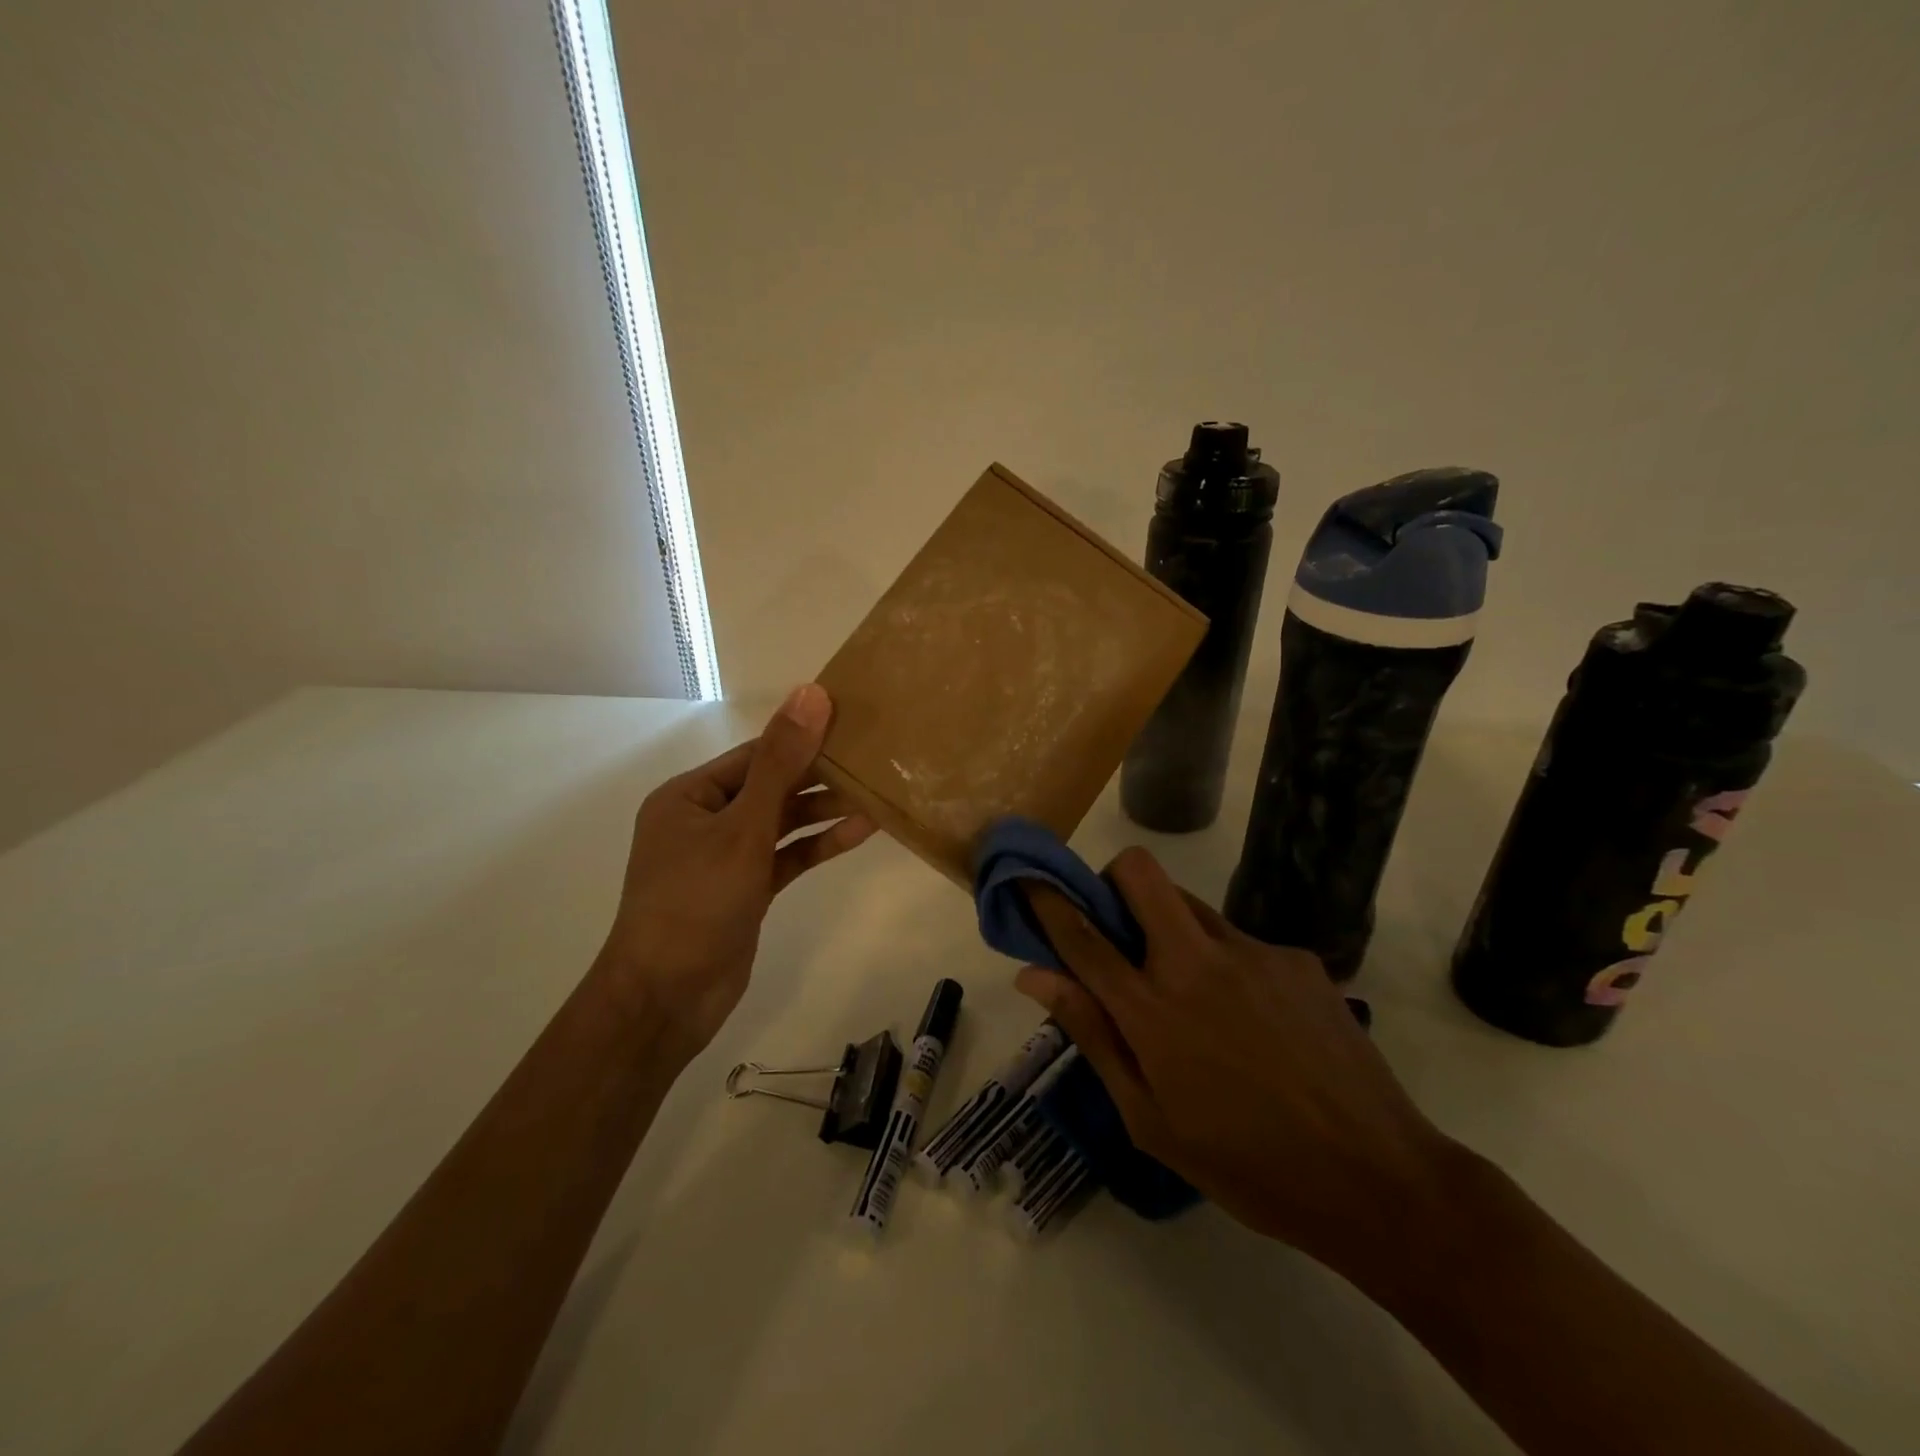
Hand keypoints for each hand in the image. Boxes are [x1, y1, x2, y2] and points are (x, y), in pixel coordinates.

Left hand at [597, 684, 874, 1064]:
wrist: (667, 999)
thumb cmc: (696, 902)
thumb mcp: (743, 827)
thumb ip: (781, 763)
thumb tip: (811, 694)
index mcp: (689, 796)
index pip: (756, 755)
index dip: (803, 738)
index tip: (851, 724)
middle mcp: (705, 820)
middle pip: (771, 787)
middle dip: (819, 777)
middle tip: (872, 760)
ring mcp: (726, 857)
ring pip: (782, 822)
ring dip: (824, 811)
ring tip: (875, 794)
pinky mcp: (746, 889)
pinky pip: (786, 856)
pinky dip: (817, 845)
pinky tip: (860, 832)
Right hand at [1015, 848, 1460, 1275]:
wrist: (1377, 1179)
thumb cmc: (1245, 1164)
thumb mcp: (1149, 1118)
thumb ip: (1092, 1035)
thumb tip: (1034, 976)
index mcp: (1152, 1009)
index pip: (1081, 934)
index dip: (1046, 900)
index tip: (1028, 879)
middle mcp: (1197, 961)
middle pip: (1140, 873)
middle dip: (1114, 882)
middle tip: (1119, 929)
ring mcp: (1253, 951)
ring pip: (1190, 903)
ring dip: (1170, 928)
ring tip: (1195, 996)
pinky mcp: (1296, 957)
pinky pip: (1240, 941)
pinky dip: (1226, 965)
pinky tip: (1255, 1024)